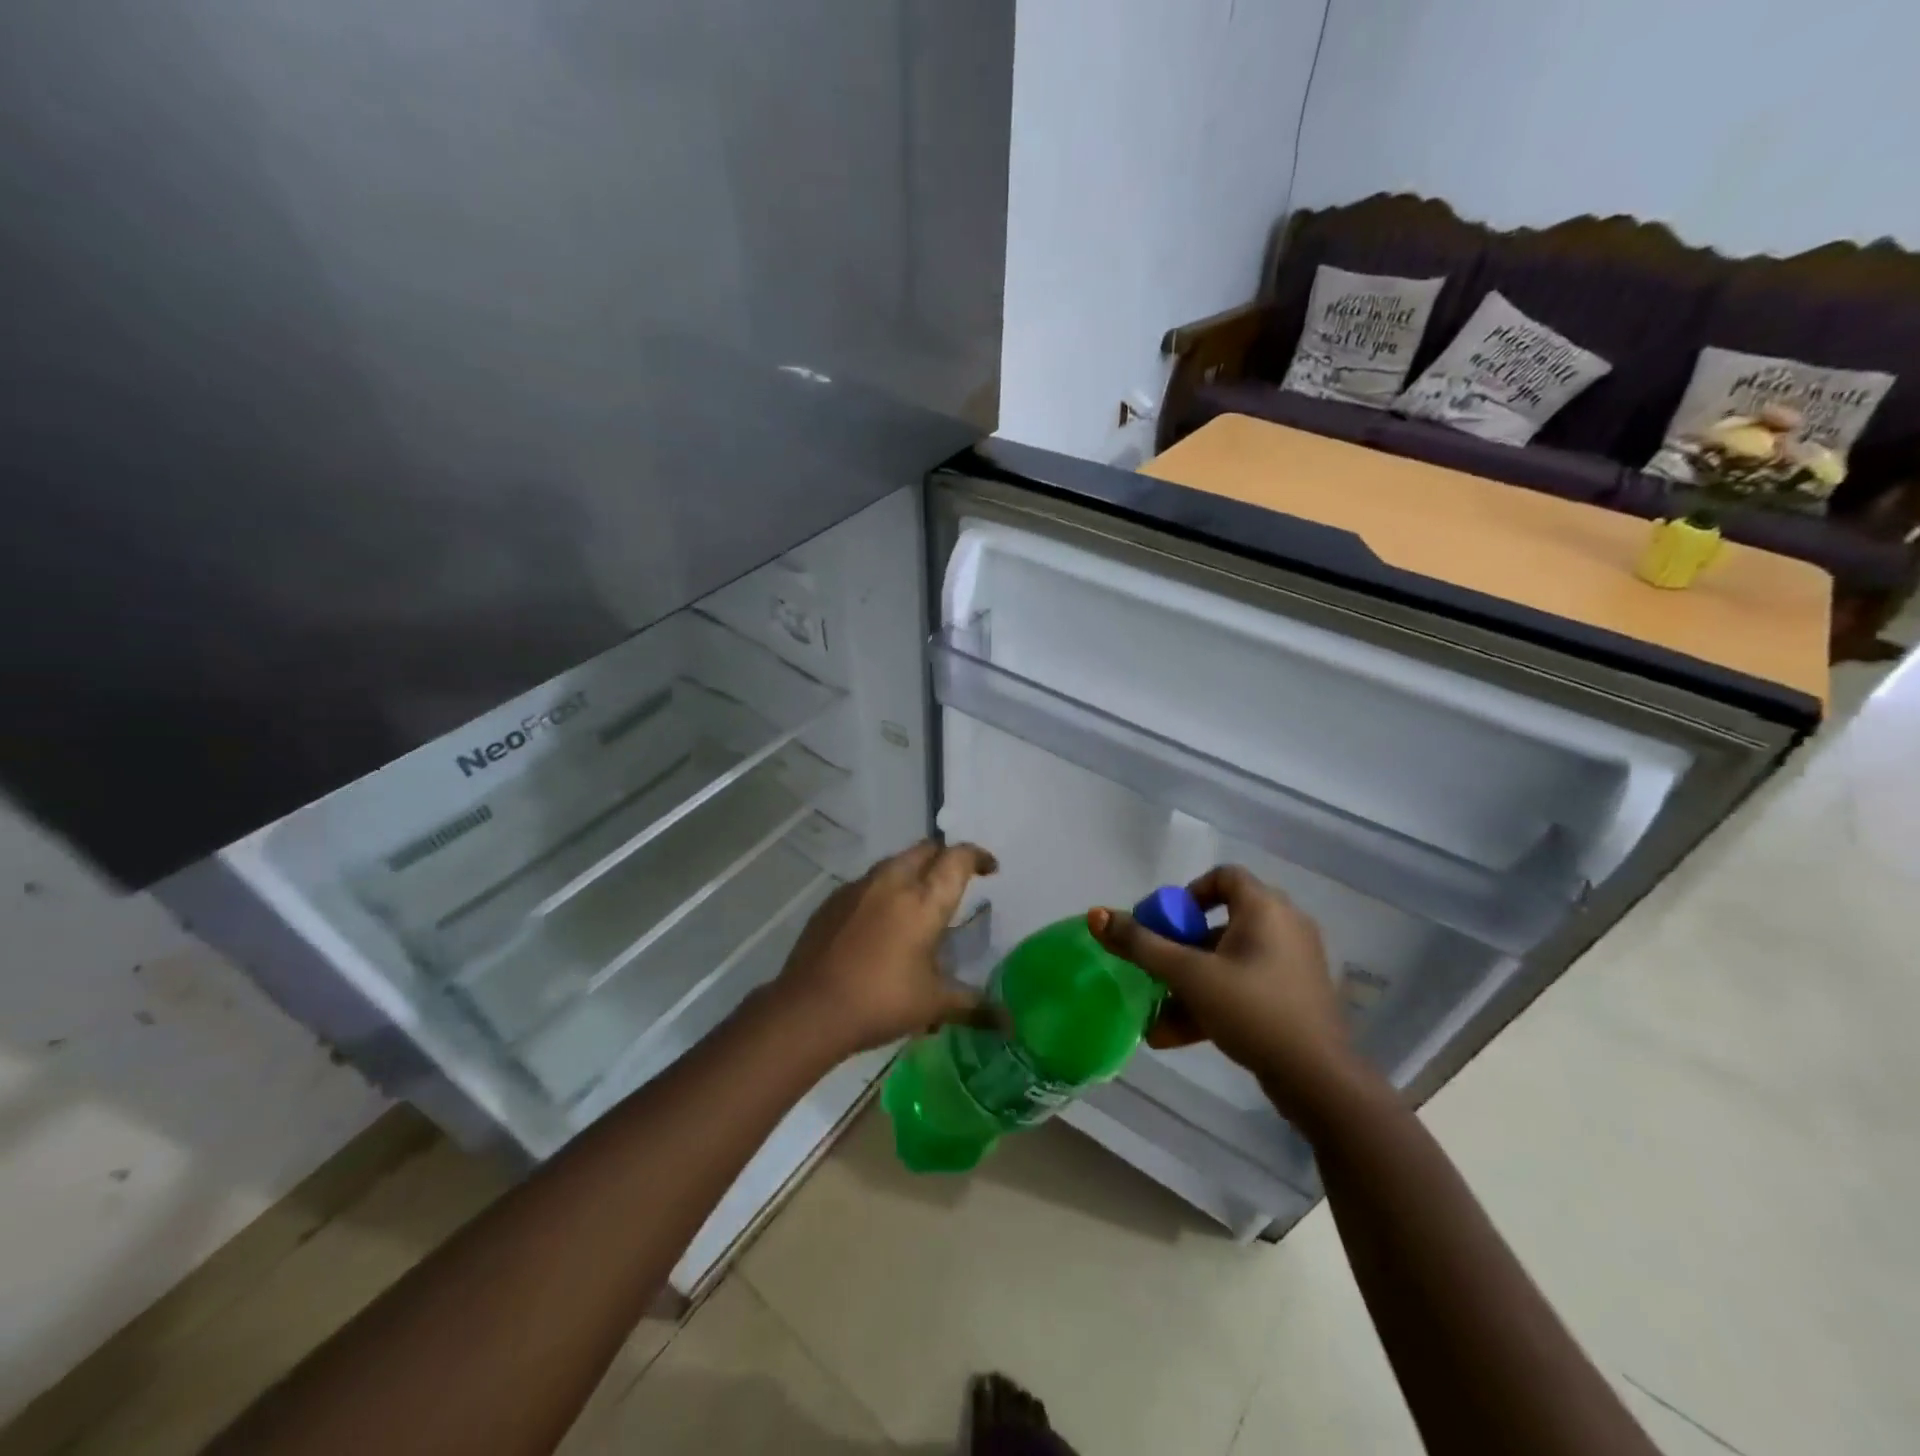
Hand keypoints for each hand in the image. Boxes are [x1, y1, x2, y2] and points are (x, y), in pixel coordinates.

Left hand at [770, 840, 997, 1058]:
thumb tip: (1009, 1024)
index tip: (989, 868)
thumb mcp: (934, 1005)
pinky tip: (881, 921)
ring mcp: (858, 888)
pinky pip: (867, 883)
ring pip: (894, 863)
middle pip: (925, 850)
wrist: (810, 1009)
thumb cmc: (882, 1001)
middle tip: (955, 881)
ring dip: (913, 871)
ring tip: (919, 901)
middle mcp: (893, 882)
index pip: (957, 858)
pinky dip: (883, 891)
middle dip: (944, 858)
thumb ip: (974, 1006)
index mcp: (924, 900)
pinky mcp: (833, 901)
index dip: (977, 856)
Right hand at [1090, 865, 1365, 1121]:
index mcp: (1265, 908)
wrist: (1319, 1081)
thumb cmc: (1252, 1010)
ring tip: (1157, 1010)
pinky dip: (1213, 1000)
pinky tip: (1175, 1034)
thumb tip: (1096, 914)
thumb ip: (1141, 945)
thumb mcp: (1189, 975)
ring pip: (1229, 960)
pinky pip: (1245, 986)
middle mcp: (1285, 926)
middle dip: (1181, 946)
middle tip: (1156, 966)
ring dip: (1190, 981)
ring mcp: (1293, 964)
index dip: (1188, 893)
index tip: (1165, 923)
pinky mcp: (1295, 997)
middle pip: (1221, 921)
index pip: (1223, 876)